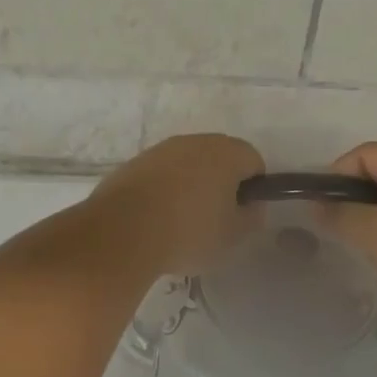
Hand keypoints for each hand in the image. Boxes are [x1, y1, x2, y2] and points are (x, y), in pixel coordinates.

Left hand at [88, 133, 264, 276]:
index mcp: (226, 152)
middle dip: (222, 183)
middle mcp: (194, 141)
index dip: (254, 188)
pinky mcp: (134, 163)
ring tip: (182, 221)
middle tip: (216, 218)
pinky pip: (161, 173)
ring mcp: (161, 150)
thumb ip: (251, 217)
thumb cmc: (189, 232)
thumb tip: (251, 204)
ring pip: (188, 164)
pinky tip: (156, 218)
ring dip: (192, 184)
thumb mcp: (233, 235)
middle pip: (220, 157)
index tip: (242, 214)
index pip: (253, 161)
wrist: (122, 232)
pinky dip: (165, 189)